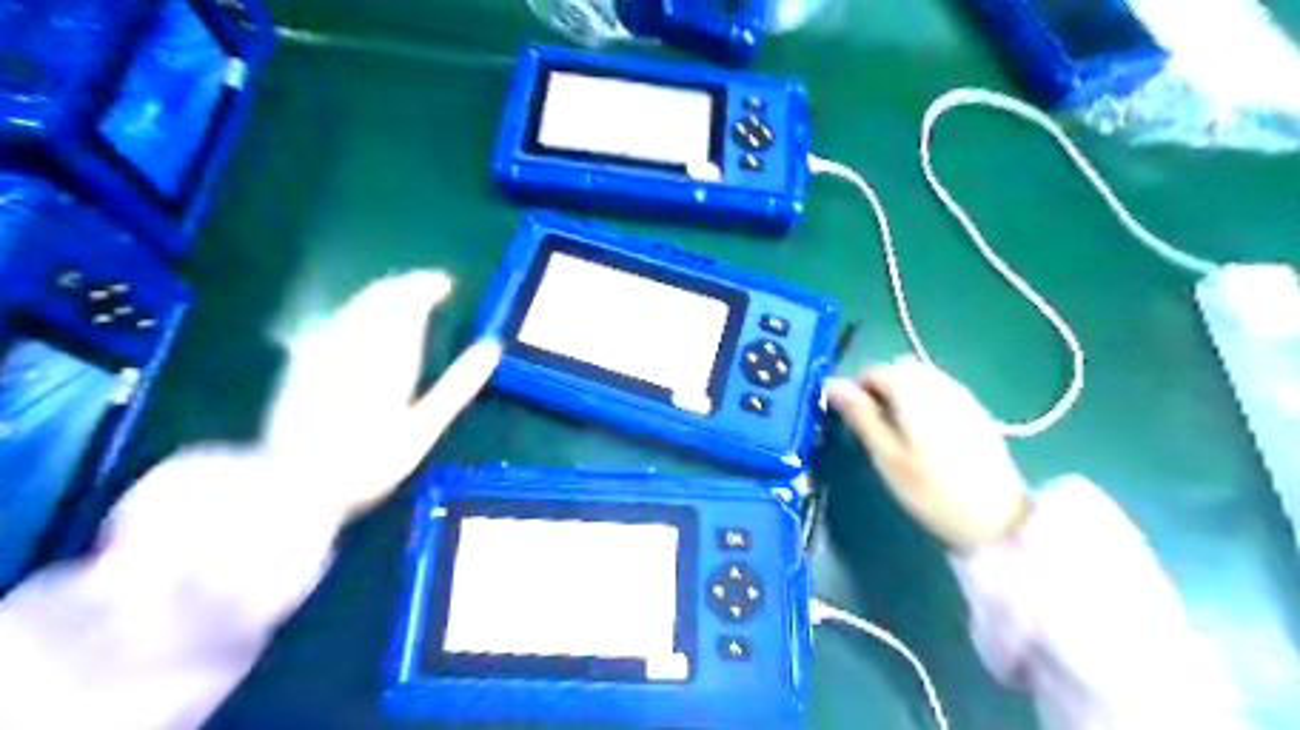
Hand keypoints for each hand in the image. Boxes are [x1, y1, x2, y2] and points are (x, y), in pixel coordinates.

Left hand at [259, 271, 498, 522]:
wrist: (293, 487)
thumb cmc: (369, 464)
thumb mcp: (423, 430)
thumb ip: (458, 385)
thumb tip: (492, 347)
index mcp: (387, 357)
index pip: (407, 305)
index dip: (426, 287)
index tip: (447, 283)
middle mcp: (352, 344)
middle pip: (378, 299)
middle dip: (405, 285)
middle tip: (430, 286)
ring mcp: (321, 350)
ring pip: (355, 307)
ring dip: (382, 294)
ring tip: (404, 295)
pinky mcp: (301, 361)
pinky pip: (334, 322)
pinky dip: (356, 311)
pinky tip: (363, 318)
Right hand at [827, 357, 1032, 548]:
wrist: (998, 519)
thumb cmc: (930, 490)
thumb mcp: (886, 455)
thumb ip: (860, 415)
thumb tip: (831, 384)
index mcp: (913, 392)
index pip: (875, 371)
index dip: (855, 389)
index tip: (848, 417)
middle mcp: (939, 384)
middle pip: (900, 368)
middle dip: (879, 385)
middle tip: (870, 421)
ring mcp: (962, 396)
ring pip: (922, 376)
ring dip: (901, 389)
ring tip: (894, 426)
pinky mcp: (976, 411)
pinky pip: (941, 389)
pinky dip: (923, 397)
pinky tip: (923, 430)